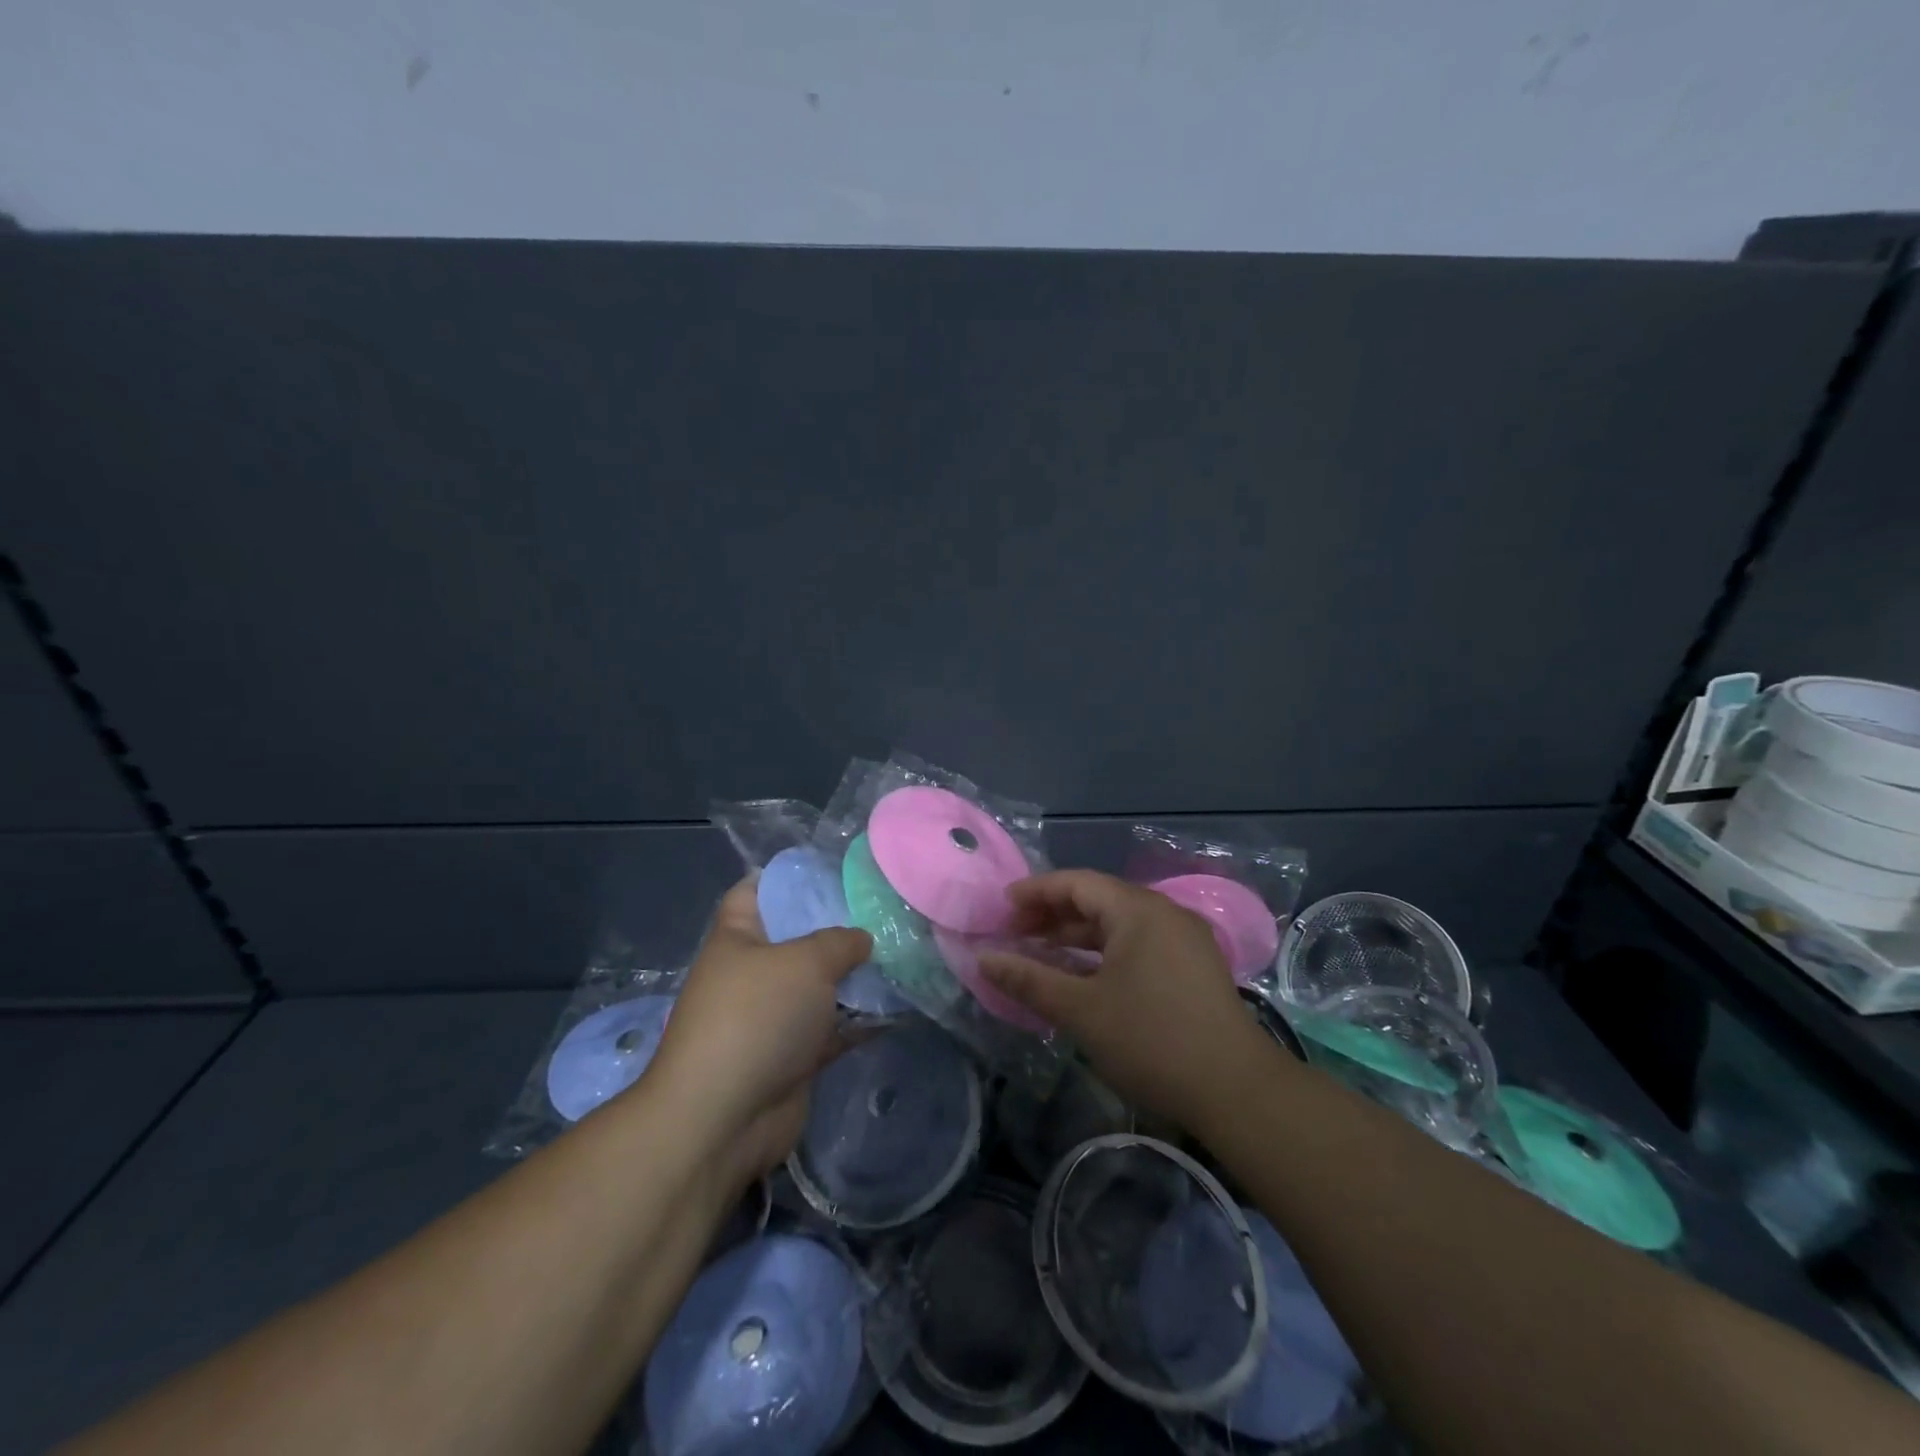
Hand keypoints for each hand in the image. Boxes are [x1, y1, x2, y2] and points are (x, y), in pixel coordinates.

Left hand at [646, 880, 872, 1191]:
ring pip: (820, 985)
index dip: (788, 876)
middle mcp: (753, 973)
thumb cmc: (757, 1017)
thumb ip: (841, 941)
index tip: (834, 870)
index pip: (755, 890)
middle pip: (798, 938)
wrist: (726, 1117)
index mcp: (738, 938)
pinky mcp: (793, 1056)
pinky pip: (833, 1028)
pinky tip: (899, 1006)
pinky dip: (861, 1020)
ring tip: (902, 953)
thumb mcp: (805, 961)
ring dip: (856, 976)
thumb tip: (862, 940)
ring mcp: (772, 1016)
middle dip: (839, 927)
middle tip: (884, 911)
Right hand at [979, 870, 1270, 1129]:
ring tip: (1041, 954)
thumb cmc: (1151, 1041)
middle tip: (1015, 933)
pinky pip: (1138, 944)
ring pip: (1120, 924)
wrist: (1236, 1091)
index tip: (1001, 908)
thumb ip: (1030, 979)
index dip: (1035, 892)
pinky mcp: (1194, 967)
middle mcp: (1164, 913)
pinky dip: (1105, 952)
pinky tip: (1083, 976)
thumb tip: (983, 959)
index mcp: (1139, 910)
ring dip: (1078, 936)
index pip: (1077, 883)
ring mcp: (1184, 940)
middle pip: (1099, 899)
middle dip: (1054, 914)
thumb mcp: (1081, 1010)